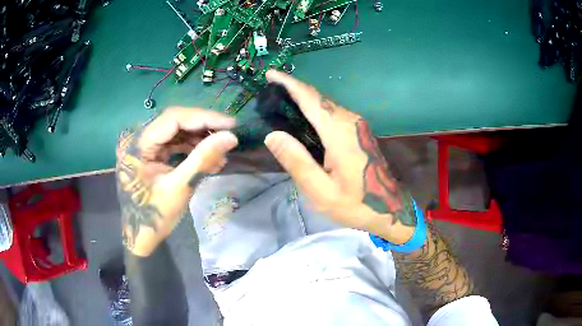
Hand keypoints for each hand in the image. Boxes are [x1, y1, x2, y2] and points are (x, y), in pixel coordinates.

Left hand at [116, 107, 237, 255]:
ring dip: (199, 138)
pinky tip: (207, 157)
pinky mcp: (150, 153)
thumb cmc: (154, 216)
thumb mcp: (179, 188)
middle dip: (203, 127)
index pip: (173, 119)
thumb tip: (231, 137)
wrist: (140, 236)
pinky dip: (191, 148)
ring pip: (176, 131)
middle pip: (175, 122)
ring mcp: (143, 146)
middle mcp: (138, 139)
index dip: (203, 117)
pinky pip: (173, 143)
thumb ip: (203, 159)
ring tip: (220, 150)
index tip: (230, 124)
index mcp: (138, 144)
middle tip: (228, 134)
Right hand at [264, 70, 415, 243]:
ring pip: (325, 103)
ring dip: (303, 97)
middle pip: (318, 98)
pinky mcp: (357, 131)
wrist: (387, 208)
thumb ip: (297, 162)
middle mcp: (349, 122)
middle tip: (269, 88)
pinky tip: (301, 114)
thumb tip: (272, 135)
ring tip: (279, 98)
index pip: (311, 100)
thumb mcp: (321, 191)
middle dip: (293, 89)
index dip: (289, 84)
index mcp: (339, 133)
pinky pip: (331, 112)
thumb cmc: (355, 204)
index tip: (271, 74)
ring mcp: (356, 125)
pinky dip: (313, 108)